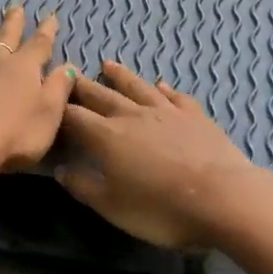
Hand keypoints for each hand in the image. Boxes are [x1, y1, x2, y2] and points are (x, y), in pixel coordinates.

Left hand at [0, 5, 75, 174]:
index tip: (50, 15)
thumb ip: (58, 88)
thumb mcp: (49, 113)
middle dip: (12, 23)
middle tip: (15, 6)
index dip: (46, 31)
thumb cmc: (15, 134)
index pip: (39, 45)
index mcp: (23, 69)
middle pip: (5, 38)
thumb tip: (67, 66)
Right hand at [56, 61, 262, 248]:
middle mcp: (132, 115)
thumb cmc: (161, 209)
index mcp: (107, 136)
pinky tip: (161, 85)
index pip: (75, 117)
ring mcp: (166, 112)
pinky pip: (175, 97)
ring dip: (121, 76)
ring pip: (137, 87)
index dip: (60, 110)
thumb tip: (60, 170)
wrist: (223, 199)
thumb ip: (84, 187)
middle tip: (70, 74)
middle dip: (84, 86)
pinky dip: (164, 89)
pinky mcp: (195, 116)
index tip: (49, 103)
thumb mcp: (113, 207)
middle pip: (102, 95)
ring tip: (108, 64)